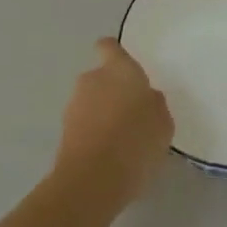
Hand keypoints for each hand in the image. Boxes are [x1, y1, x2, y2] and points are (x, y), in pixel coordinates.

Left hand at [56, 38, 173, 210]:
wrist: (93, 179)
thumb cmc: (137, 140)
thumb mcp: (162, 122)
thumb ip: (153, 104)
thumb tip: (145, 99)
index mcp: (120, 69)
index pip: (109, 47)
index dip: (114, 53)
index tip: (124, 67)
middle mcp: (92, 79)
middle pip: (100, 77)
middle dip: (112, 91)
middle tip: (131, 114)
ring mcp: (74, 105)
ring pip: (91, 102)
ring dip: (102, 114)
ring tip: (122, 141)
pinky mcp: (64, 131)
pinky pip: (84, 125)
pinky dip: (94, 134)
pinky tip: (109, 155)